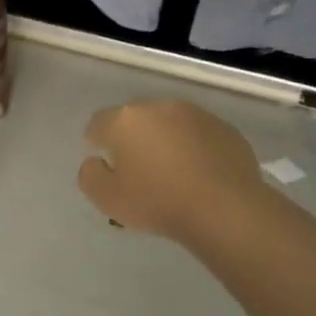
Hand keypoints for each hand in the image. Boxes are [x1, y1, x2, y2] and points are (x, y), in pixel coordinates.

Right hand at [77, 99, 264, 242]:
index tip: (106, 165)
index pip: (98, 123)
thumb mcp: (106, 199)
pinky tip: (199, 174)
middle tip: (138, 170)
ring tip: (171, 172)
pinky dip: (193, 148)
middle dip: (132, 138)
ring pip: (168, 124)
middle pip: (135, 119)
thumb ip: (90, 175)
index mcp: (124, 120)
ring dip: (164, 140)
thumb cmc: (157, 202)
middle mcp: (158, 107)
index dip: (98, 142)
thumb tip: (96, 161)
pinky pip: (198, 134)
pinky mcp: (224, 128)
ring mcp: (195, 114)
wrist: (225, 208)